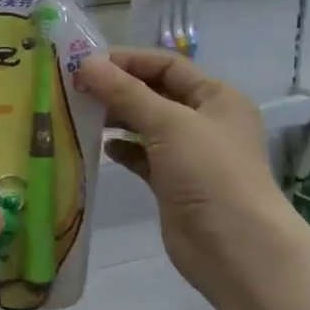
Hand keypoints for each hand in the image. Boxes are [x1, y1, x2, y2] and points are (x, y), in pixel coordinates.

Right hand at [74, 49, 290, 299]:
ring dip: (116, 117)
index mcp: (216, 97)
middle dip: (117, 88)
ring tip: (80, 113)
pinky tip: (101, 147)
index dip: (128, 60)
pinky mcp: (173, 183)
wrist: (235, 249)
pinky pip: (142, 156)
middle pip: (155, 93)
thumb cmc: (209, 174)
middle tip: (74, 88)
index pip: (167, 65)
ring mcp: (189, 154)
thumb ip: (125, 93)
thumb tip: (87, 63)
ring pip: (146, 124)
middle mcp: (205, 121)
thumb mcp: (168, 123)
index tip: (86, 62)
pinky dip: (122, 149)